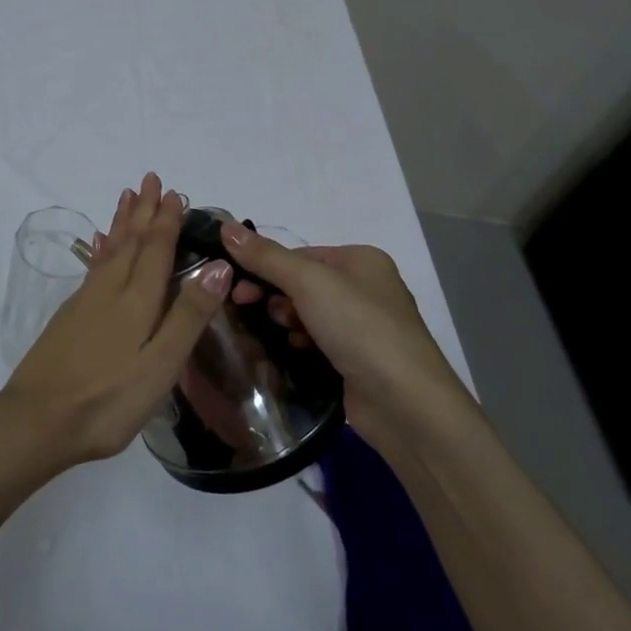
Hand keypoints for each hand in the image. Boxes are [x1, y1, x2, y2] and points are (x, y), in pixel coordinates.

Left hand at [0, 173, 231, 471]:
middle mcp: (110, 291)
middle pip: (131, 242)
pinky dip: (100, 249)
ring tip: (126, 197)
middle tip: (150, 179)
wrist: (37, 420)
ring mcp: (85, 302)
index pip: (156, 250)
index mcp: (137, 301)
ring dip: (121, 223)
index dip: (167, 221)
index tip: (175, 193)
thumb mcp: (160, 365)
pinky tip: (97, 244)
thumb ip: (188, 316)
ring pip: (109, 250)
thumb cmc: (108, 399)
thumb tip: (219, 266)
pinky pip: (92, 268)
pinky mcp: (69, 317)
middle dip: (143, 211)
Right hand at [221, 223, 471, 442]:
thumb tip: (225, 226)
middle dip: (274, 295)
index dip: (264, 267)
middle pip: (301, 283)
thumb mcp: (309, 282)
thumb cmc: (359, 328)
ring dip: (287, 321)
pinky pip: (317, 341)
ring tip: (284, 335)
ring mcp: (364, 326)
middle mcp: (365, 288)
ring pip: (307, 313)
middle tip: (245, 308)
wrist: (405, 404)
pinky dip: (301, 343)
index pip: (299, 254)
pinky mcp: (358, 360)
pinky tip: (294, 352)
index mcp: (361, 260)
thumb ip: (265, 256)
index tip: (236, 287)